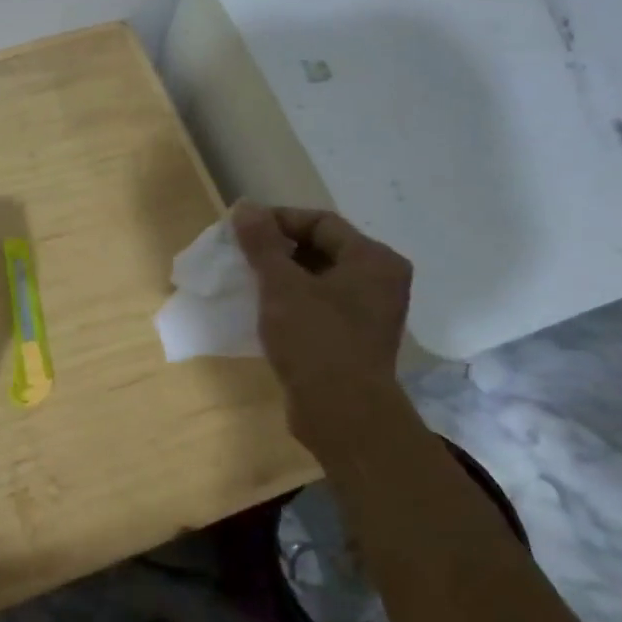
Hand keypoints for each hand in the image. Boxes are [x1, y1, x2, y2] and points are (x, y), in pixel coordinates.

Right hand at [231, 202, 412, 429]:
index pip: (321, 222)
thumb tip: (245, 207)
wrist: (342, 414)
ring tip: (249, 281)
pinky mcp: (356, 340)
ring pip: (320, 279)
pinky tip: (266, 311)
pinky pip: (322, 306)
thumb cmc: (315, 340)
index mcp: (373, 260)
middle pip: (323, 248)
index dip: (278, 221)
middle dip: (279, 249)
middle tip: (242, 256)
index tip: (241, 231)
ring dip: (284, 276)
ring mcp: (370, 313)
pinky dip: (295, 302)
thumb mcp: (281, 285)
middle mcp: (380, 281)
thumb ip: (262, 243)